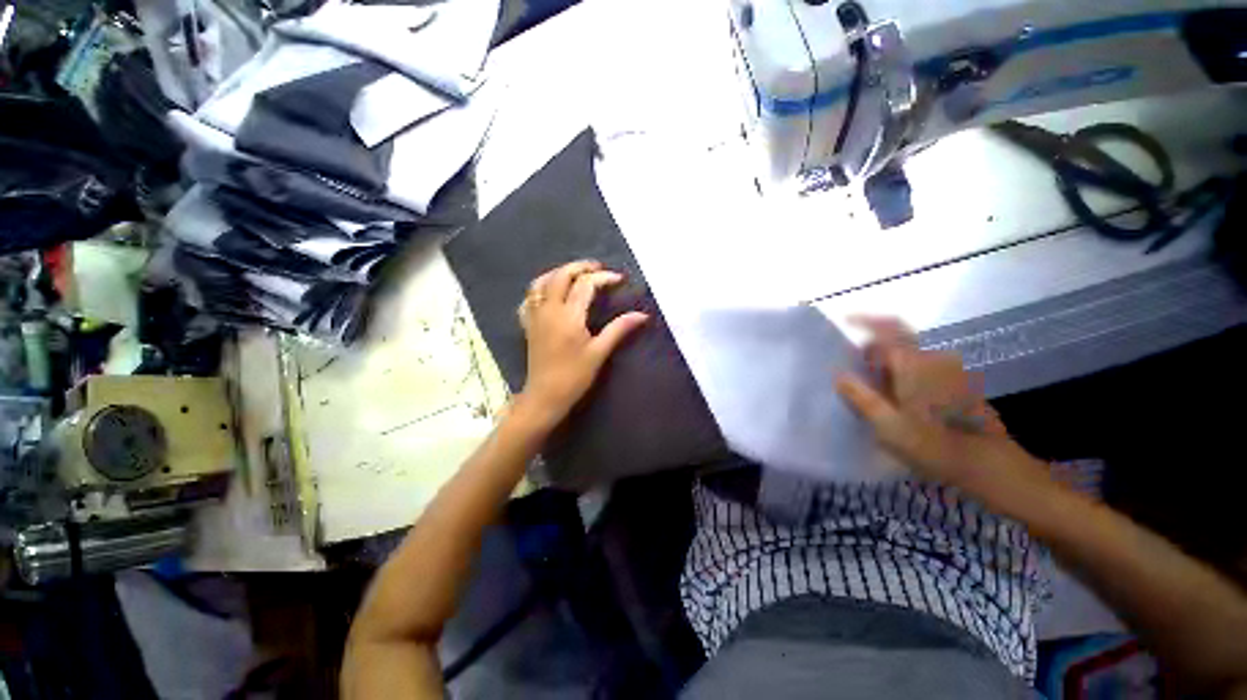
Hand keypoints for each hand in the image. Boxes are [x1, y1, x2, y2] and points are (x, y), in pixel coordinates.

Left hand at [514, 260, 648, 426]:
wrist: (545, 396)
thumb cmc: (574, 376)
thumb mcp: (599, 352)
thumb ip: (619, 329)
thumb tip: (642, 315)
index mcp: (569, 316)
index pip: (586, 284)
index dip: (604, 278)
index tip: (619, 280)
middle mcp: (549, 309)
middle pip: (561, 275)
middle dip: (580, 267)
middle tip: (598, 268)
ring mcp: (535, 316)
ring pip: (540, 282)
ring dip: (558, 273)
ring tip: (575, 275)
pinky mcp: (528, 325)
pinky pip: (528, 298)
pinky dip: (539, 289)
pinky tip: (549, 293)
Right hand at [834, 317, 1028, 488]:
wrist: (989, 465)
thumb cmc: (934, 445)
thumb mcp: (888, 425)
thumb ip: (861, 397)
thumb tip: (839, 375)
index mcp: (913, 365)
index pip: (888, 329)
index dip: (866, 320)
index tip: (846, 320)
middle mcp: (932, 361)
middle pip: (898, 340)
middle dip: (874, 347)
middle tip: (855, 367)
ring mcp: (947, 372)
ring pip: (910, 355)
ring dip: (887, 361)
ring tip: (871, 386)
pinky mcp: (955, 386)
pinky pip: (921, 368)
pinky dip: (902, 372)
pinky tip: (896, 397)